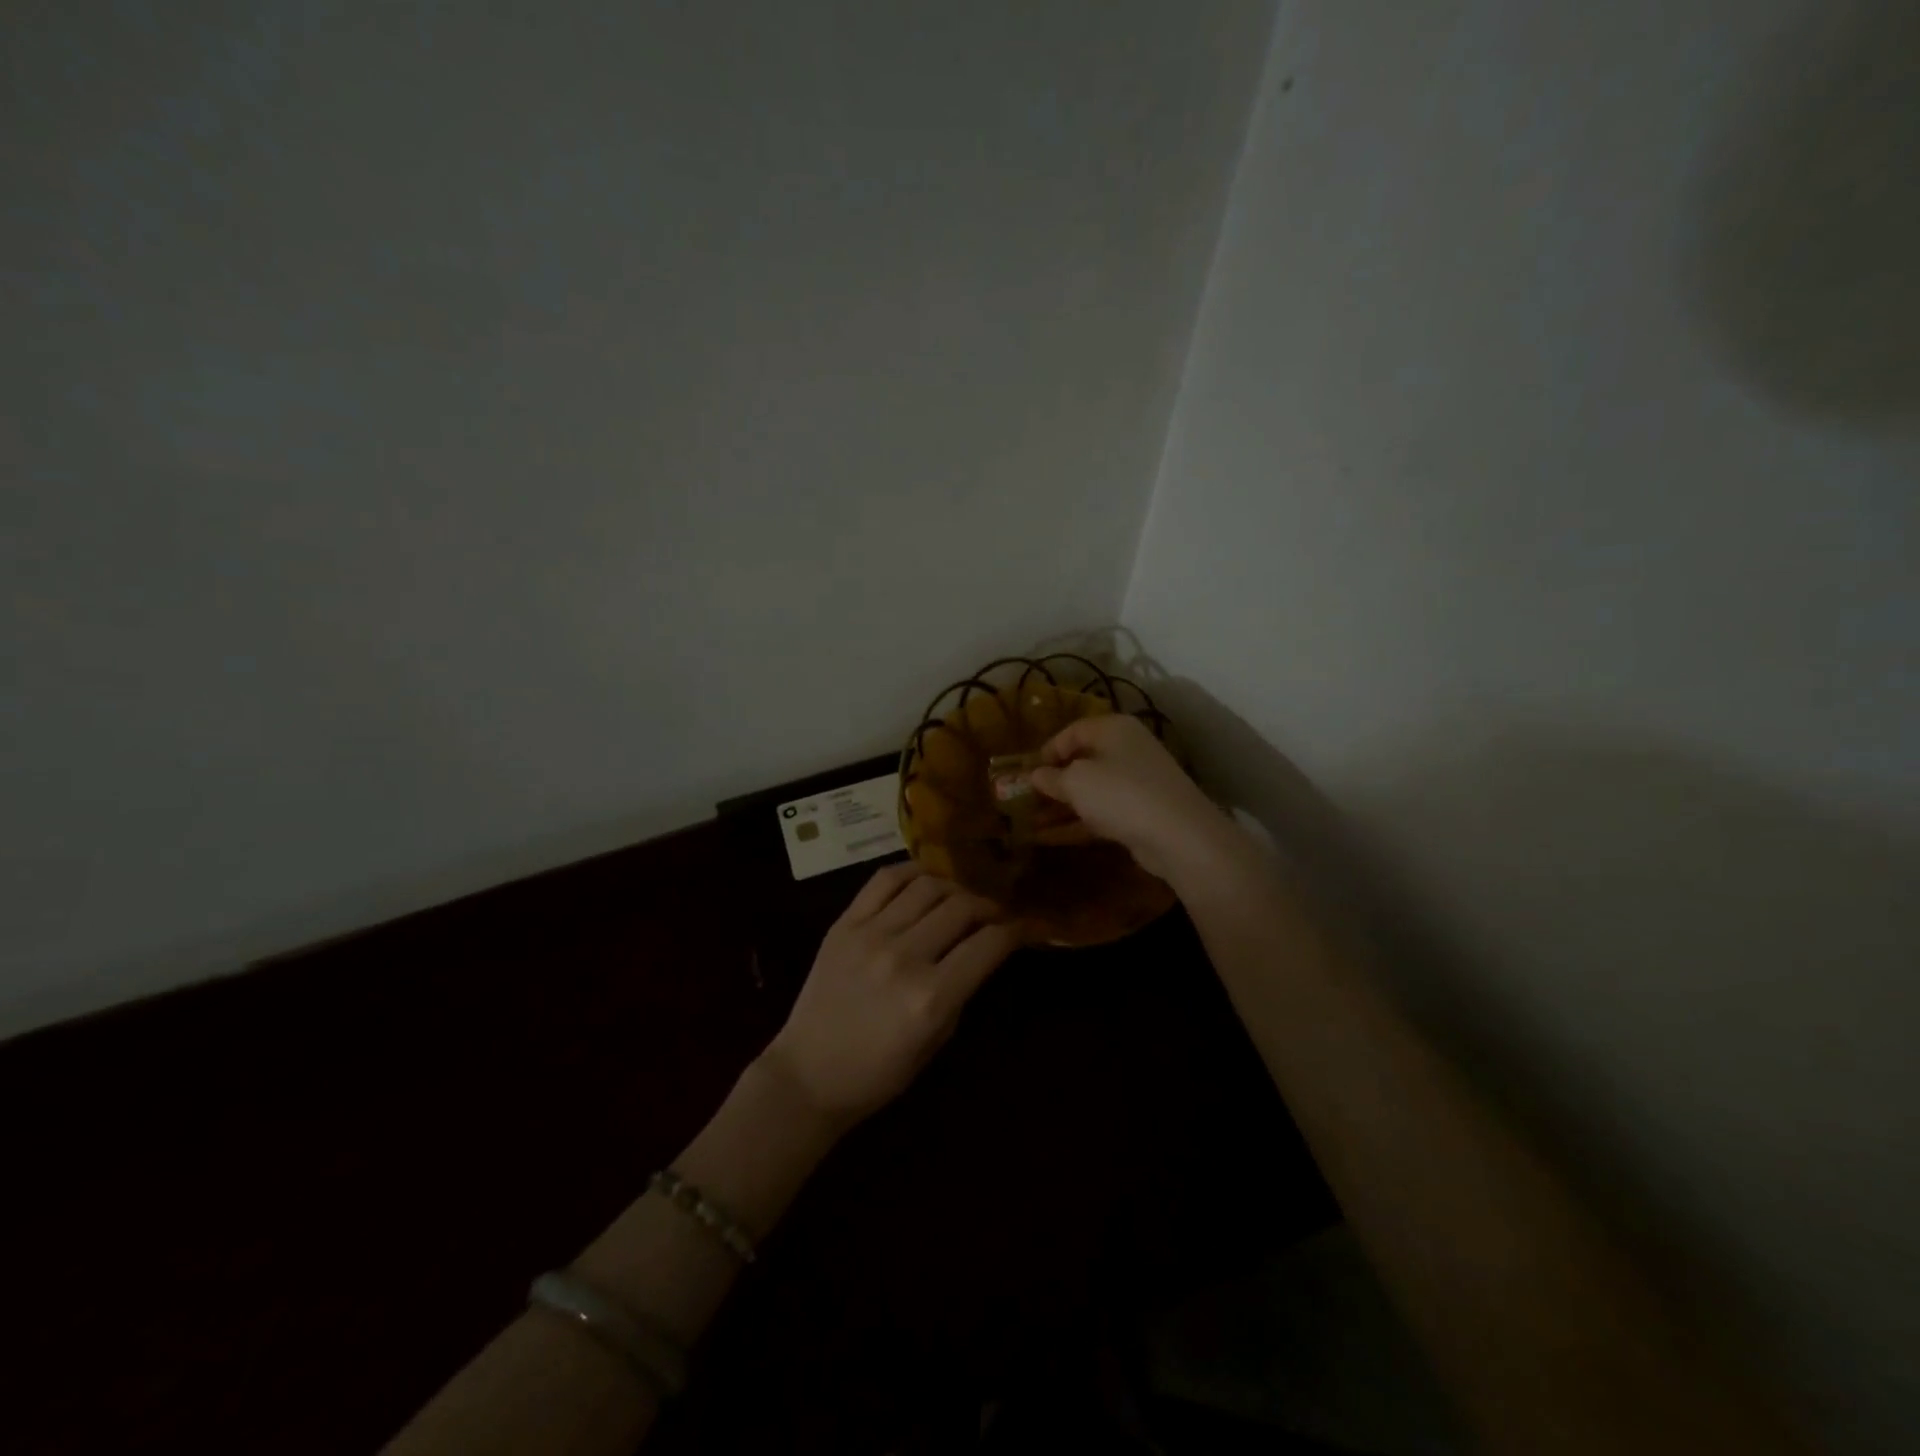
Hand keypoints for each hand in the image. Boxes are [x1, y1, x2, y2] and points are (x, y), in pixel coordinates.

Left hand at [760, 865, 1018, 1130]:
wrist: (807, 1074)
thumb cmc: (878, 1073)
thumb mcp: (935, 1041)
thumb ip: (962, 991)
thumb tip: (984, 950)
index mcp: (931, 997)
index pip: (988, 944)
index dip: (1015, 930)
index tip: (1023, 926)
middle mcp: (904, 957)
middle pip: (962, 907)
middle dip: (988, 907)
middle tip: (993, 914)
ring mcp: (870, 934)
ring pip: (927, 886)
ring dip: (954, 888)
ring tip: (959, 899)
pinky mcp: (844, 923)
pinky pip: (884, 880)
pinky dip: (912, 872)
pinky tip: (924, 881)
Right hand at [1028, 714, 1238, 884]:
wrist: (1178, 835)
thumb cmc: (1120, 793)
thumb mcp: (1076, 782)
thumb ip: (1051, 777)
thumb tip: (1036, 775)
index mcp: (1113, 729)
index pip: (1072, 731)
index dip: (1047, 750)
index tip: (1027, 772)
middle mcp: (1127, 749)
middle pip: (1083, 761)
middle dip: (1053, 781)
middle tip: (1027, 798)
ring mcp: (1137, 782)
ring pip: (1091, 790)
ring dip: (1061, 806)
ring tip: (1031, 822)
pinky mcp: (1141, 812)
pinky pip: (1102, 812)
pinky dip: (1078, 822)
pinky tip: (1051, 837)